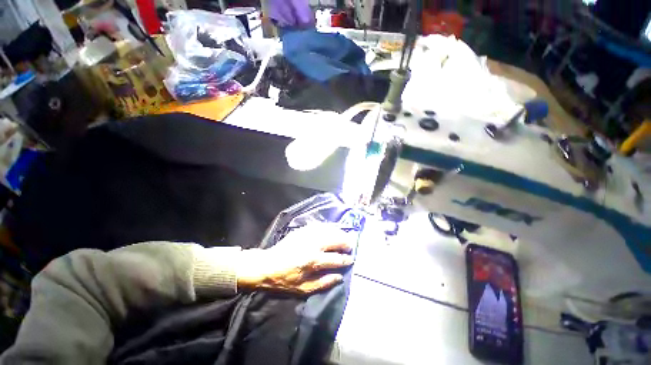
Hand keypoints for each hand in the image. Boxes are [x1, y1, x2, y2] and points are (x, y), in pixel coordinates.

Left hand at [236, 224, 355, 293]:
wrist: (266, 265)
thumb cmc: (284, 279)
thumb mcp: (303, 289)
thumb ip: (323, 283)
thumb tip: (340, 276)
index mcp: (312, 261)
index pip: (335, 259)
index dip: (345, 259)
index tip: (351, 259)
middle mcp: (312, 245)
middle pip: (334, 240)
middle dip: (345, 242)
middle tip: (351, 245)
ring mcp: (307, 235)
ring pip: (328, 230)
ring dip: (339, 233)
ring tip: (344, 236)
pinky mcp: (302, 230)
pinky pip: (319, 226)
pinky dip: (328, 227)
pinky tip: (332, 230)